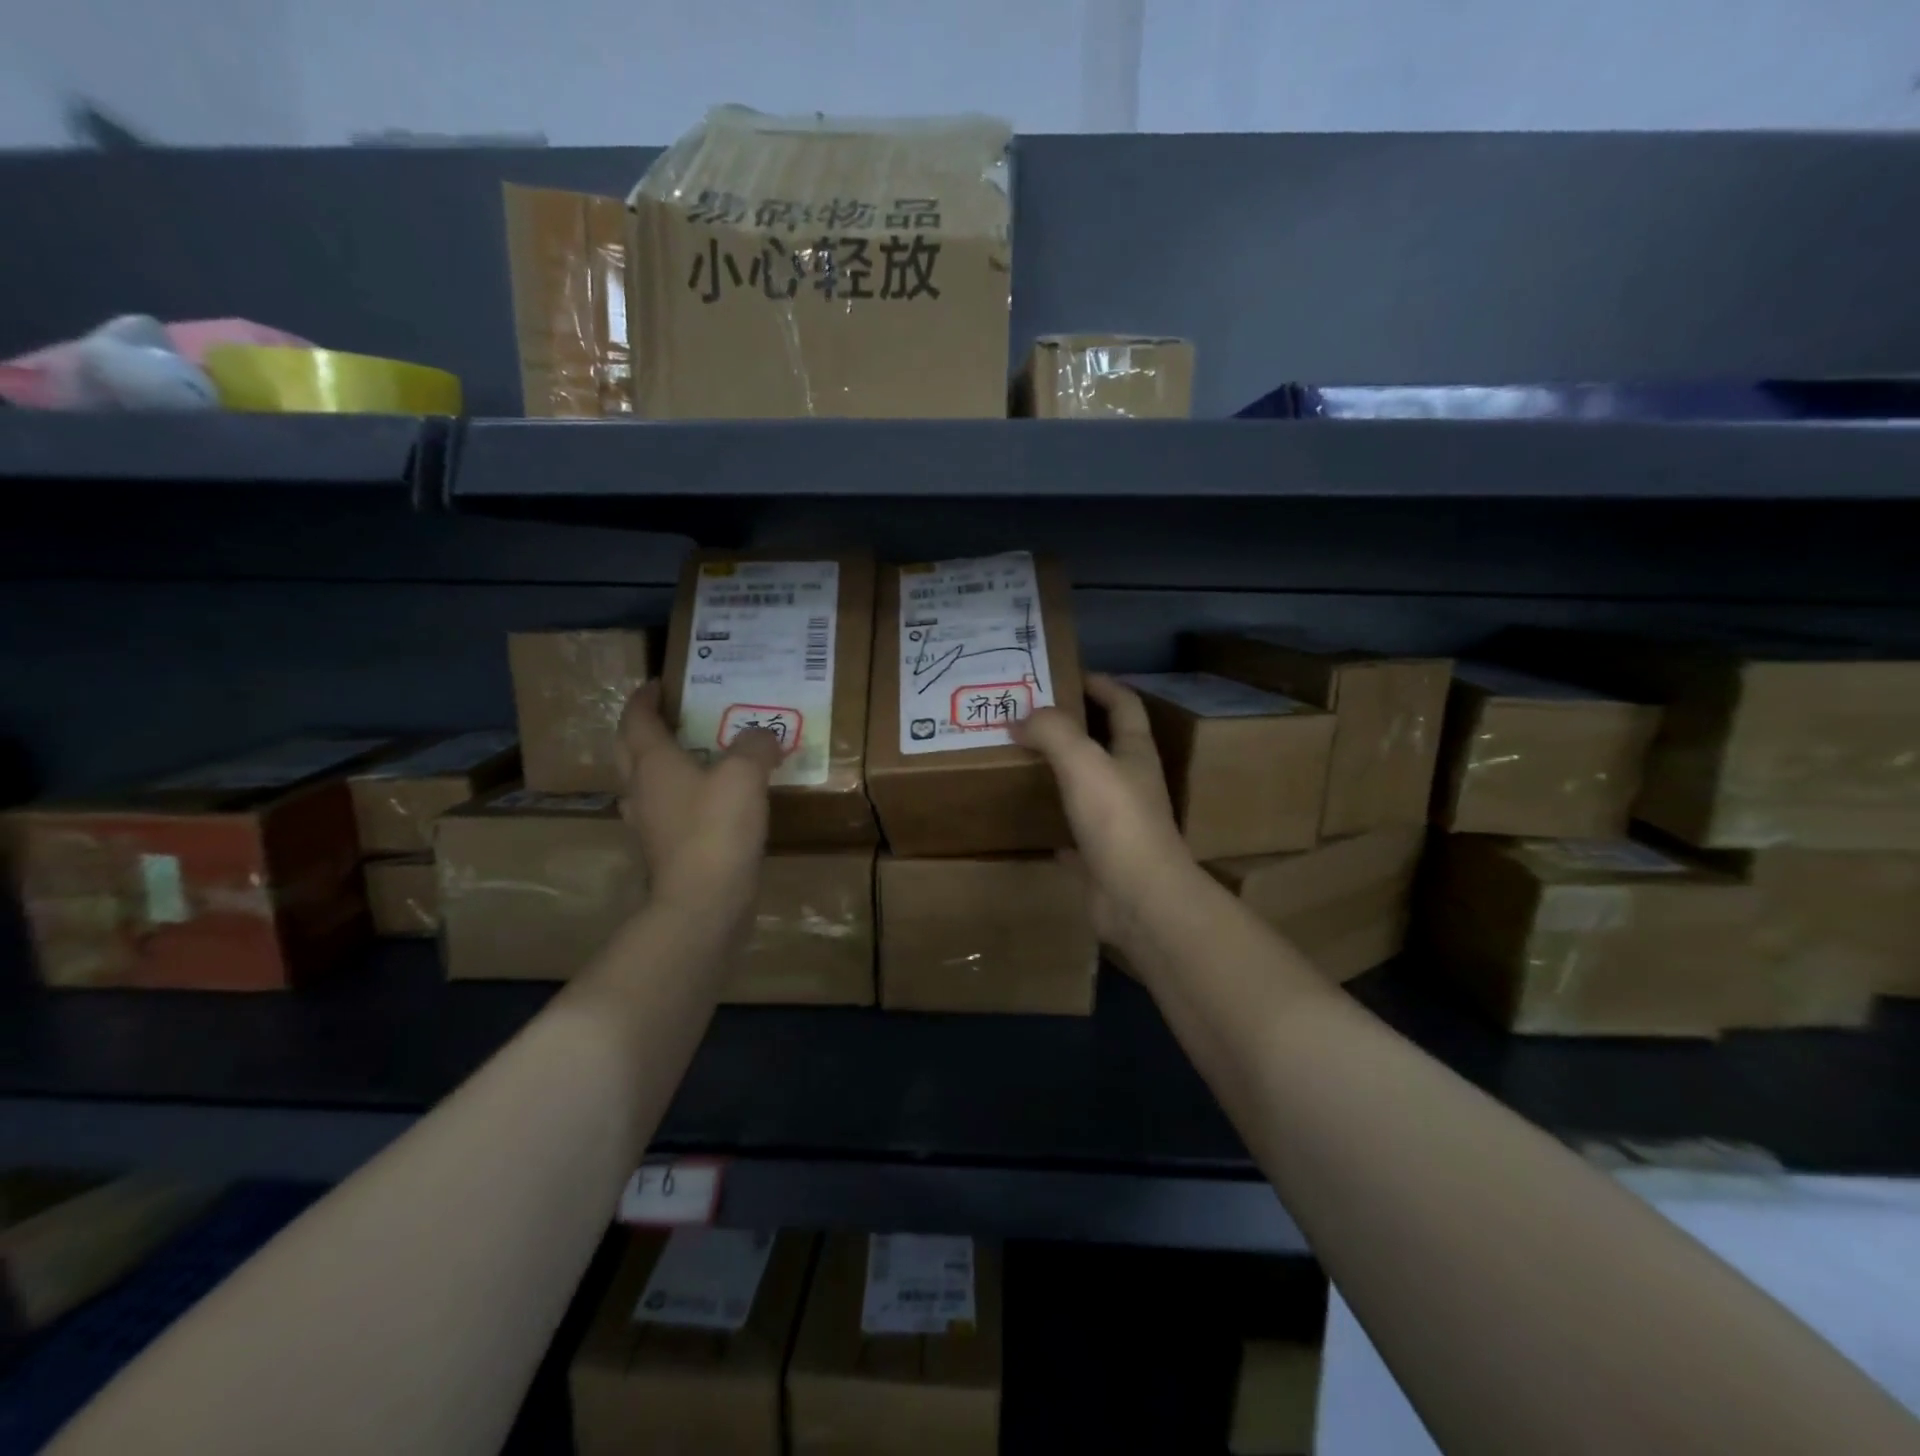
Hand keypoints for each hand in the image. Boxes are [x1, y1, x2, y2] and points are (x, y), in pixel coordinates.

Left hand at [615, 682, 780, 913]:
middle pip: (630, 749)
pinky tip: (708, 800)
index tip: (658, 683)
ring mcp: (649, 824)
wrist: (703, 903)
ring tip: (692, 753)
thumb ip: (755, 746)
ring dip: (659, 763)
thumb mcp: (745, 775)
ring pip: (645, 782)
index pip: (637, 719)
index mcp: (653, 763)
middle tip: (671, 714)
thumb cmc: (717, 828)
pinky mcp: (666, 851)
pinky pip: (667, 809)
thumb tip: (762, 735)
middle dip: (644, 727)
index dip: (645, 697)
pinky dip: (680, 795)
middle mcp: (642, 789)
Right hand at [1013, 673, 1194, 945]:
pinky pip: (1072, 831)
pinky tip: (1028, 818)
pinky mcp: (1101, 855)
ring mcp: (1118, 821)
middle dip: (1072, 726)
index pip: (1123, 704)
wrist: (1138, 898)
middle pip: (1104, 743)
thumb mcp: (1083, 761)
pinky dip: (1053, 821)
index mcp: (1135, 752)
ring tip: (1021, 759)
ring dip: (1060, 771)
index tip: (1066, 674)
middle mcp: (1130, 782)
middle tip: (1028, 716)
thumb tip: (1022, 717)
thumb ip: (1053, 731)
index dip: (1101, 684)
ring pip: (1087, 786)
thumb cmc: (1117, 820)